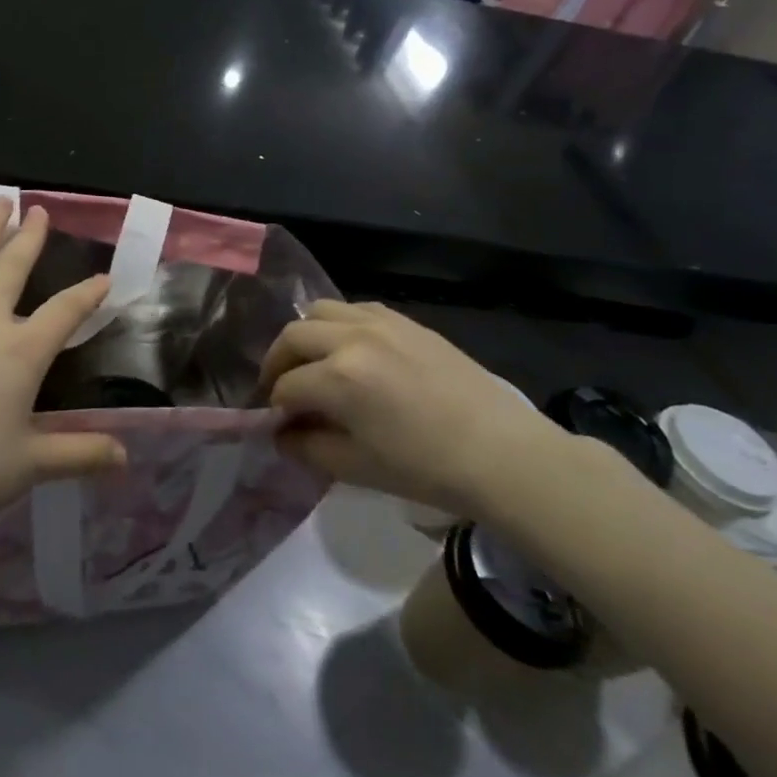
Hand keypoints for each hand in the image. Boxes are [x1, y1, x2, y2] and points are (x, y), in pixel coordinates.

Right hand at [258, 301, 559, 517]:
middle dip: (278, 363)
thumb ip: (308, 448)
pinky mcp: (406, 320)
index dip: (276, 408)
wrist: (501, 453)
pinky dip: (340, 324)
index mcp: (338, 377)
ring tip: (313, 362)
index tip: (279, 425)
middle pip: (293, 336)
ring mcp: (381, 323)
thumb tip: (282, 435)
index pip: (286, 386)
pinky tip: (350, 349)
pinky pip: (356, 308)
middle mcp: (352, 338)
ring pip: (320, 310)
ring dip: (306, 335)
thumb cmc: (425, 468)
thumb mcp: (356, 468)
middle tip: (282, 389)